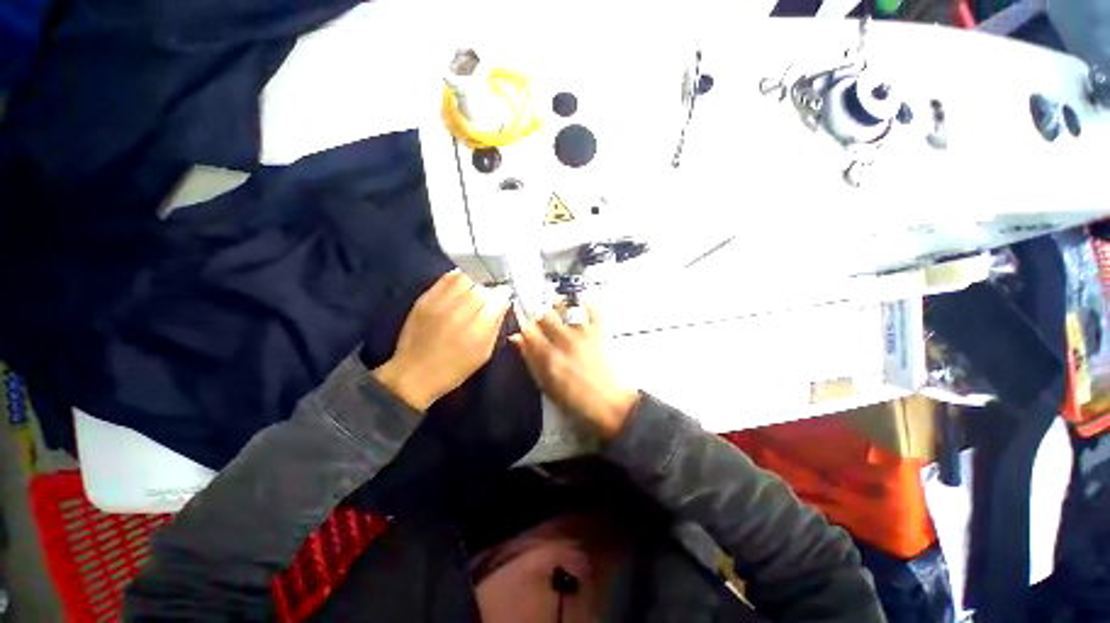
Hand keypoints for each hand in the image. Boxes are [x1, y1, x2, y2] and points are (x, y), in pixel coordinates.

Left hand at [374, 269, 509, 410]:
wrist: (413, 374)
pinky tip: (461, 284)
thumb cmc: (454, 369)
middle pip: (482, 286)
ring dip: (475, 281)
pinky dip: (457, 277)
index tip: (505, 297)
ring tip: (476, 288)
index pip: (498, 298)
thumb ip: (495, 326)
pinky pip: (446, 278)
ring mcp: (441, 303)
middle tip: (490, 295)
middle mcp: (460, 311)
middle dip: (490, 288)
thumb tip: (503, 305)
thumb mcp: (483, 354)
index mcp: (478, 328)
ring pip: (465, 277)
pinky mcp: (425, 299)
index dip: (504, 294)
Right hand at [510, 304, 638, 439]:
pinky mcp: (598, 331)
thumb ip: (529, 358)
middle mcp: (563, 340)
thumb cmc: (571, 398)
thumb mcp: (544, 383)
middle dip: (539, 313)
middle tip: (541, 317)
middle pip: (544, 314)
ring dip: (558, 305)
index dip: (523, 322)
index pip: (528, 328)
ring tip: (557, 307)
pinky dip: (586, 304)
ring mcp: (582, 333)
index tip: (523, 321)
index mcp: (547, 355)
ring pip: (565, 307)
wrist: (606, 402)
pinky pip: (592, 309)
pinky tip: (581, 304)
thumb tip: (515, 337)